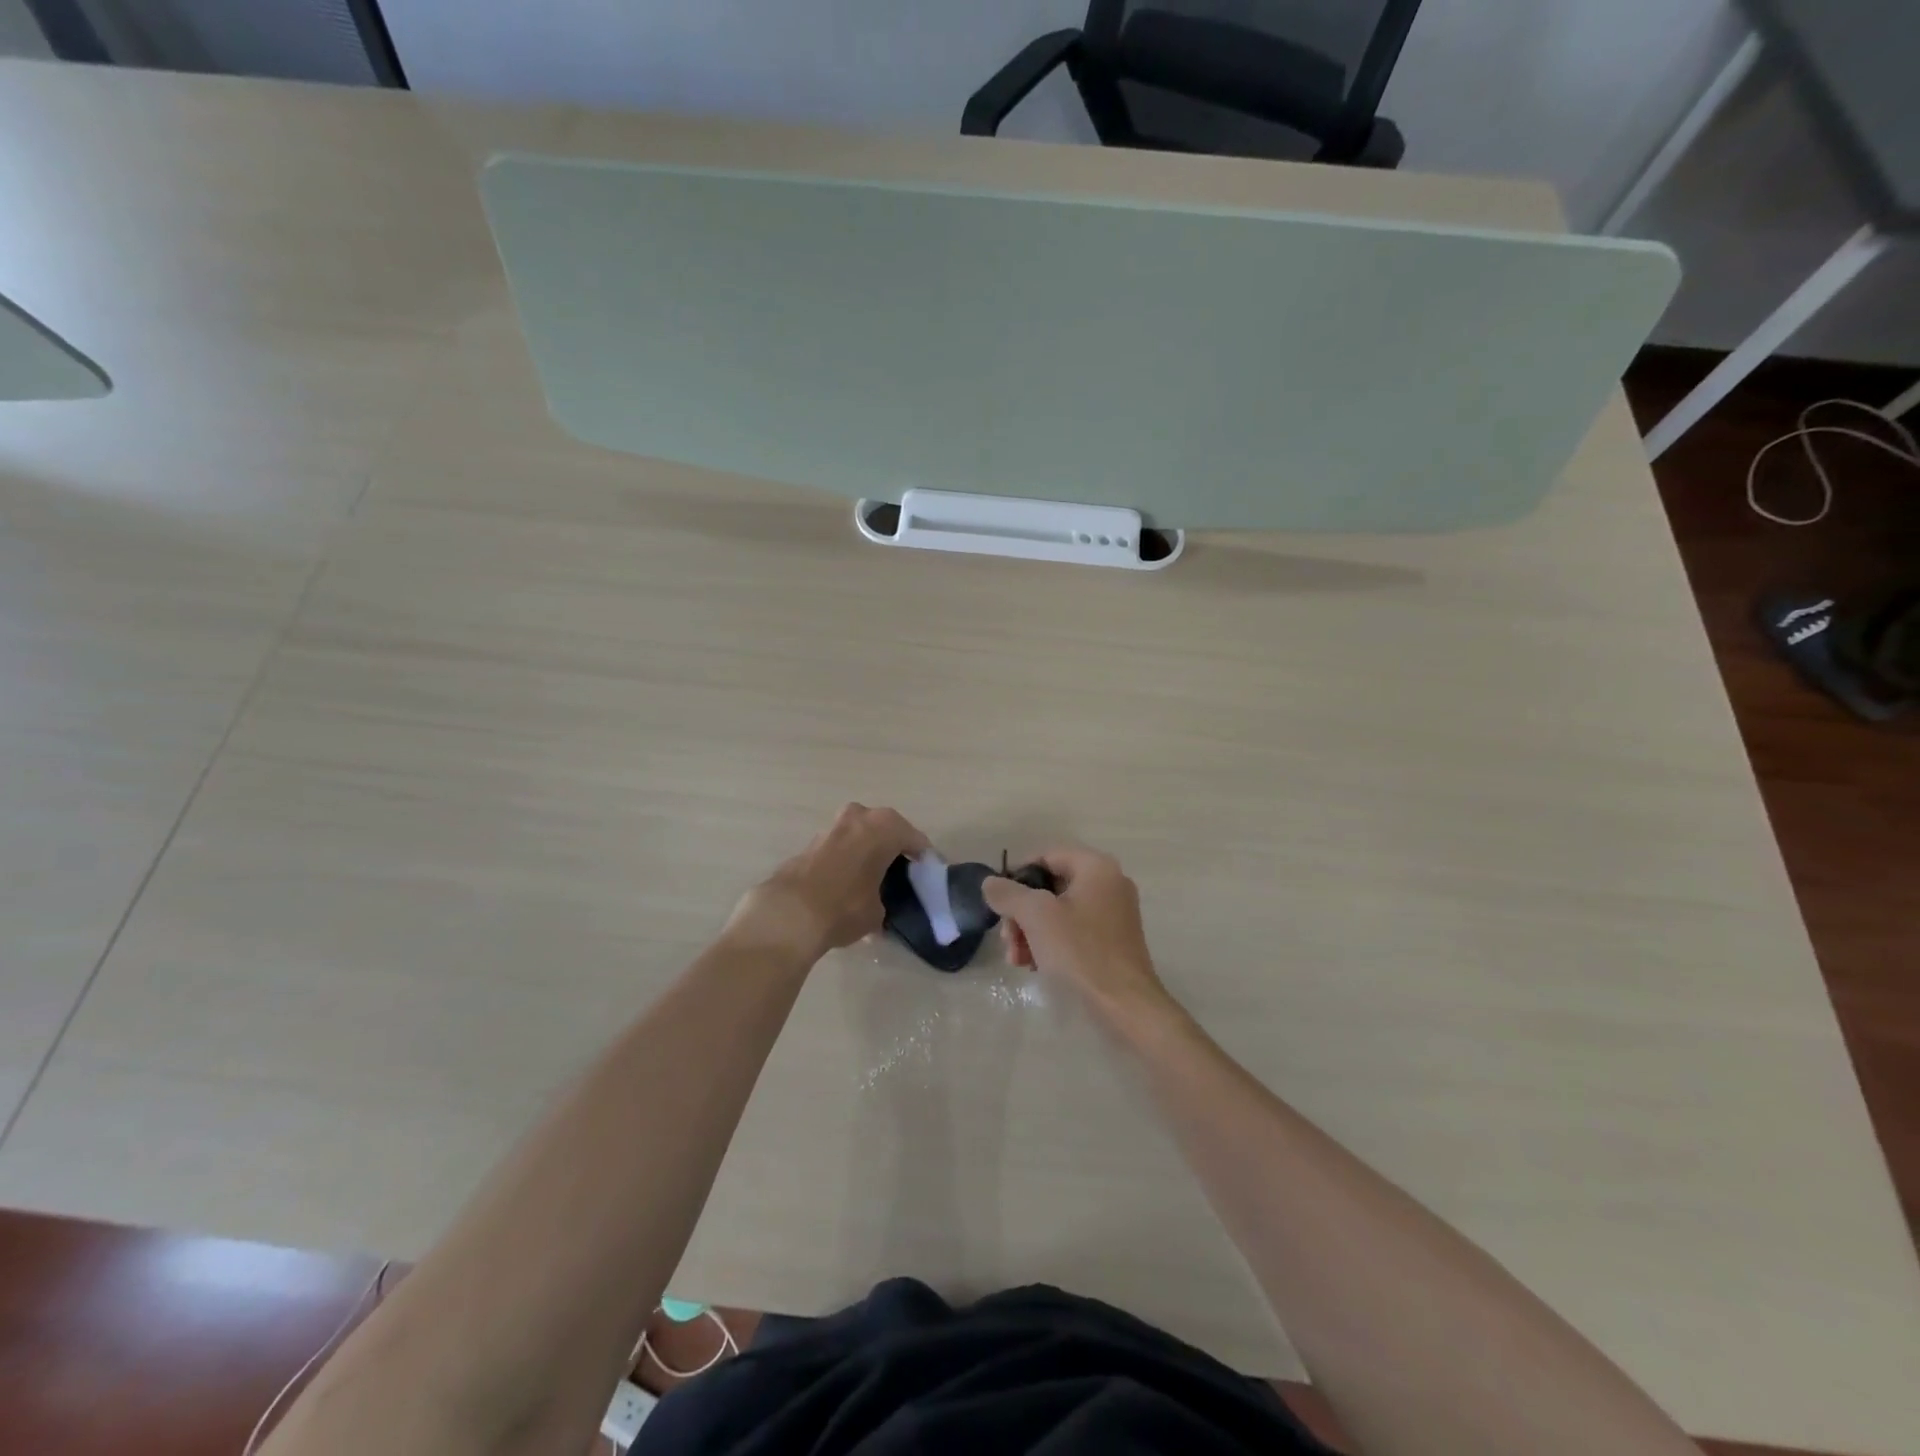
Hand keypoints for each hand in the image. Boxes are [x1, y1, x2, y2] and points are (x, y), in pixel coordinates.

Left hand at [727, 803, 927, 960]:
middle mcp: (859, 817)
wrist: (789, 913)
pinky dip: (847, 859)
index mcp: (885, 827)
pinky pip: (840, 847)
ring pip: (859, 835)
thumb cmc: (846, 906)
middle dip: (893, 848)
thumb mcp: (877, 912)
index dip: (923, 859)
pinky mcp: (810, 842)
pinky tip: (847, 882)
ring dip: (867, 851)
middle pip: (886, 830)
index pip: (914, 840)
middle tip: (900, 873)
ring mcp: (832, 826)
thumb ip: (884, 901)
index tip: (927, 875)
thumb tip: (878, 908)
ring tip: (872, 878)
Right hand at [982, 846, 1175, 1024]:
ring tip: (1017, 959)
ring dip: (1031, 931)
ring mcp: (1114, 914)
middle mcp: (1109, 883)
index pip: (1046, 856)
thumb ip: (1009, 893)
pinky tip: (1034, 966)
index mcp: (1096, 868)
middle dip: (1022, 913)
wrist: (1125, 1006)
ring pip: (1059, 911)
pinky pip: (1074, 930)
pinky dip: (1051, 943)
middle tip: (1007, 939)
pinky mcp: (1113, 941)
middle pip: (1050, 886)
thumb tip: (990, 882)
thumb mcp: (1036, 916)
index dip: (1017, 876)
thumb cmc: (1080, 951)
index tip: (999, 903)